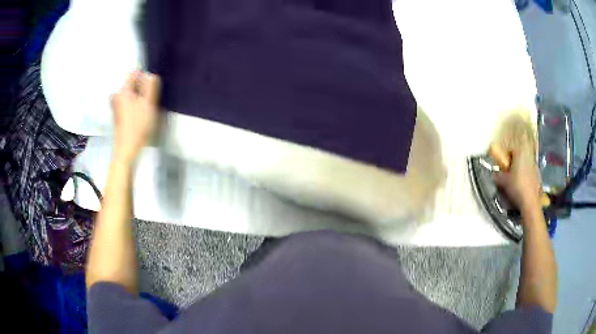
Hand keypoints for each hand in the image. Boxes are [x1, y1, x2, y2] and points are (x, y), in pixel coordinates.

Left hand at [111, 71, 160, 162]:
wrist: (127, 149)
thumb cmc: (138, 126)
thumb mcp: (148, 103)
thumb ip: (150, 86)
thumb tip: (151, 75)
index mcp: (123, 90)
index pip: (134, 73)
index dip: (144, 77)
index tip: (150, 89)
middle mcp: (117, 95)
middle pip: (132, 83)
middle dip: (142, 88)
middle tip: (149, 101)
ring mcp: (116, 105)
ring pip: (131, 93)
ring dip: (139, 97)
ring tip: (145, 109)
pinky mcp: (118, 114)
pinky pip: (129, 102)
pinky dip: (135, 105)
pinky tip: (140, 115)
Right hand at [493, 143, 541, 216]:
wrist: (530, 202)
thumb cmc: (516, 187)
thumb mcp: (503, 182)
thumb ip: (498, 176)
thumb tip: (494, 174)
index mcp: (520, 154)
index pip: (512, 149)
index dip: (506, 155)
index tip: (503, 164)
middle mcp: (528, 157)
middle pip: (520, 156)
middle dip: (514, 162)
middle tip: (509, 172)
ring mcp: (535, 166)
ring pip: (525, 164)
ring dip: (520, 169)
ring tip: (515, 180)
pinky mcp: (538, 176)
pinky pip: (530, 173)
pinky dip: (526, 177)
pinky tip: (522, 187)